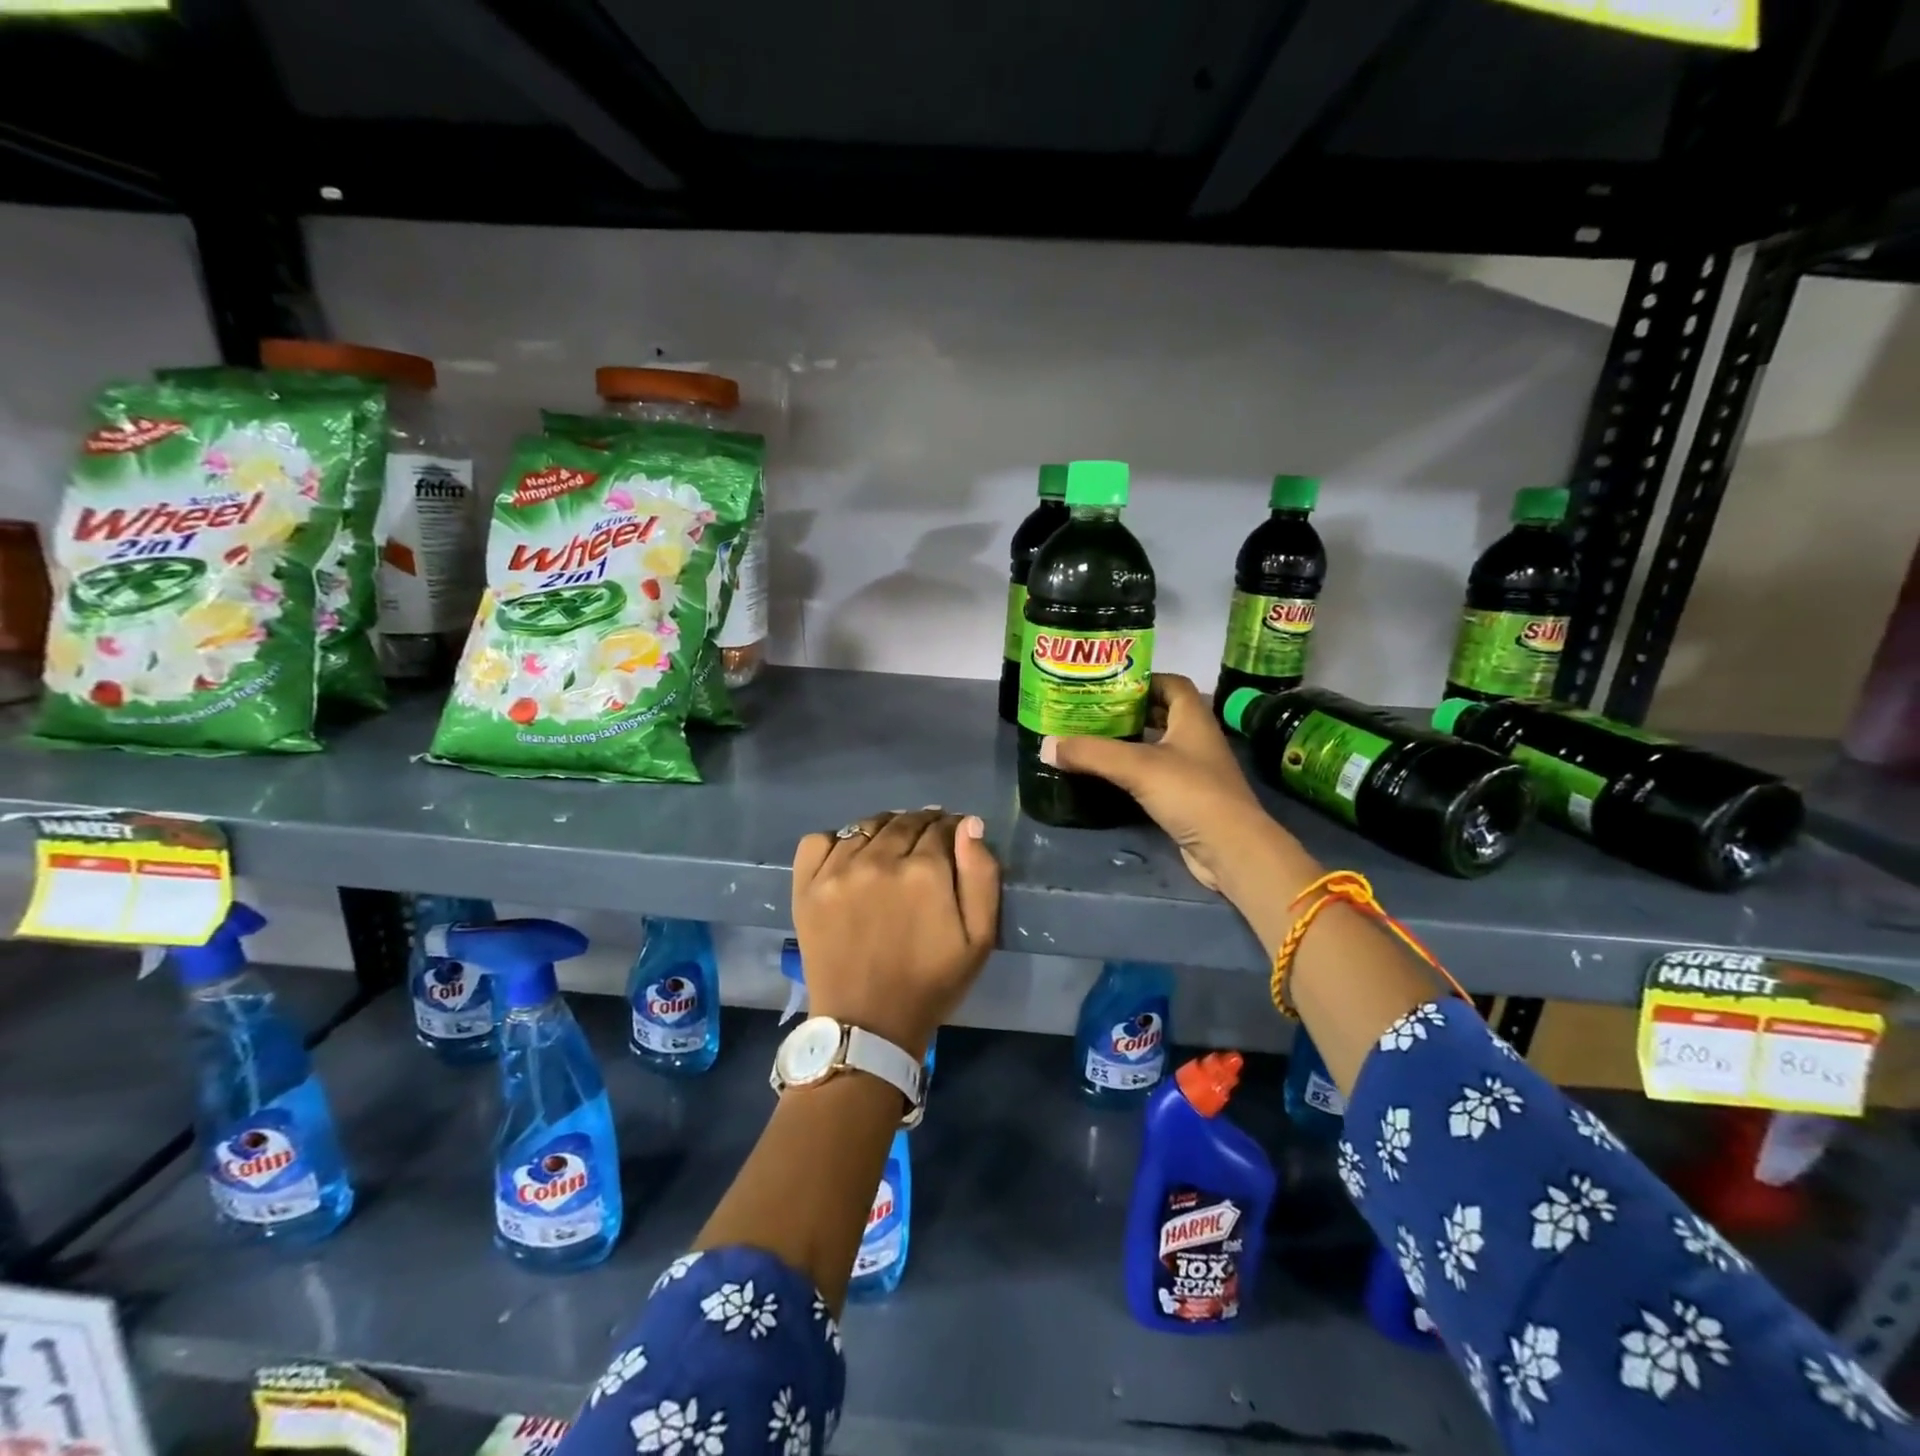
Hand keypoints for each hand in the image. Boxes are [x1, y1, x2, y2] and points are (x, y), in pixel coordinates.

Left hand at [791, 810, 999, 1056]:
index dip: (951, 829)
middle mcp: (879, 860)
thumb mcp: (979, 939)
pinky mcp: (807, 886)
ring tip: (891, 848)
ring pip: (866, 826)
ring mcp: (838, 871)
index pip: (941, 827)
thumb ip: (981, 876)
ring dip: (885, 829)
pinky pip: (819, 840)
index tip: (953, 839)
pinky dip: (837, 840)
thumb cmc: (931, 984)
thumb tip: (969, 825)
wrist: (867, 1025)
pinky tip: (849, 857)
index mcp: (925, 871)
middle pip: (904, 821)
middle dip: (921, 825)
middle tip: (925, 844)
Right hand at [1041, 674, 1299, 892]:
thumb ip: (1091, 753)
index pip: (1171, 684)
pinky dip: (1134, 772)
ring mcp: (1194, 770)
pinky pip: (1156, 776)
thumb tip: (1046, 745)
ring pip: (1158, 746)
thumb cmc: (1191, 793)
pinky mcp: (1188, 799)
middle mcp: (1196, 739)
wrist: (1231, 849)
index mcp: (1193, 718)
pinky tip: (1108, 777)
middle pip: (1162, 714)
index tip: (1108, 685)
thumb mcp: (1137, 766)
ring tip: (1091, 741)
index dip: (1143, 679)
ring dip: (1129, 743)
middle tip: (1090, 712)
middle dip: (1128, 711)